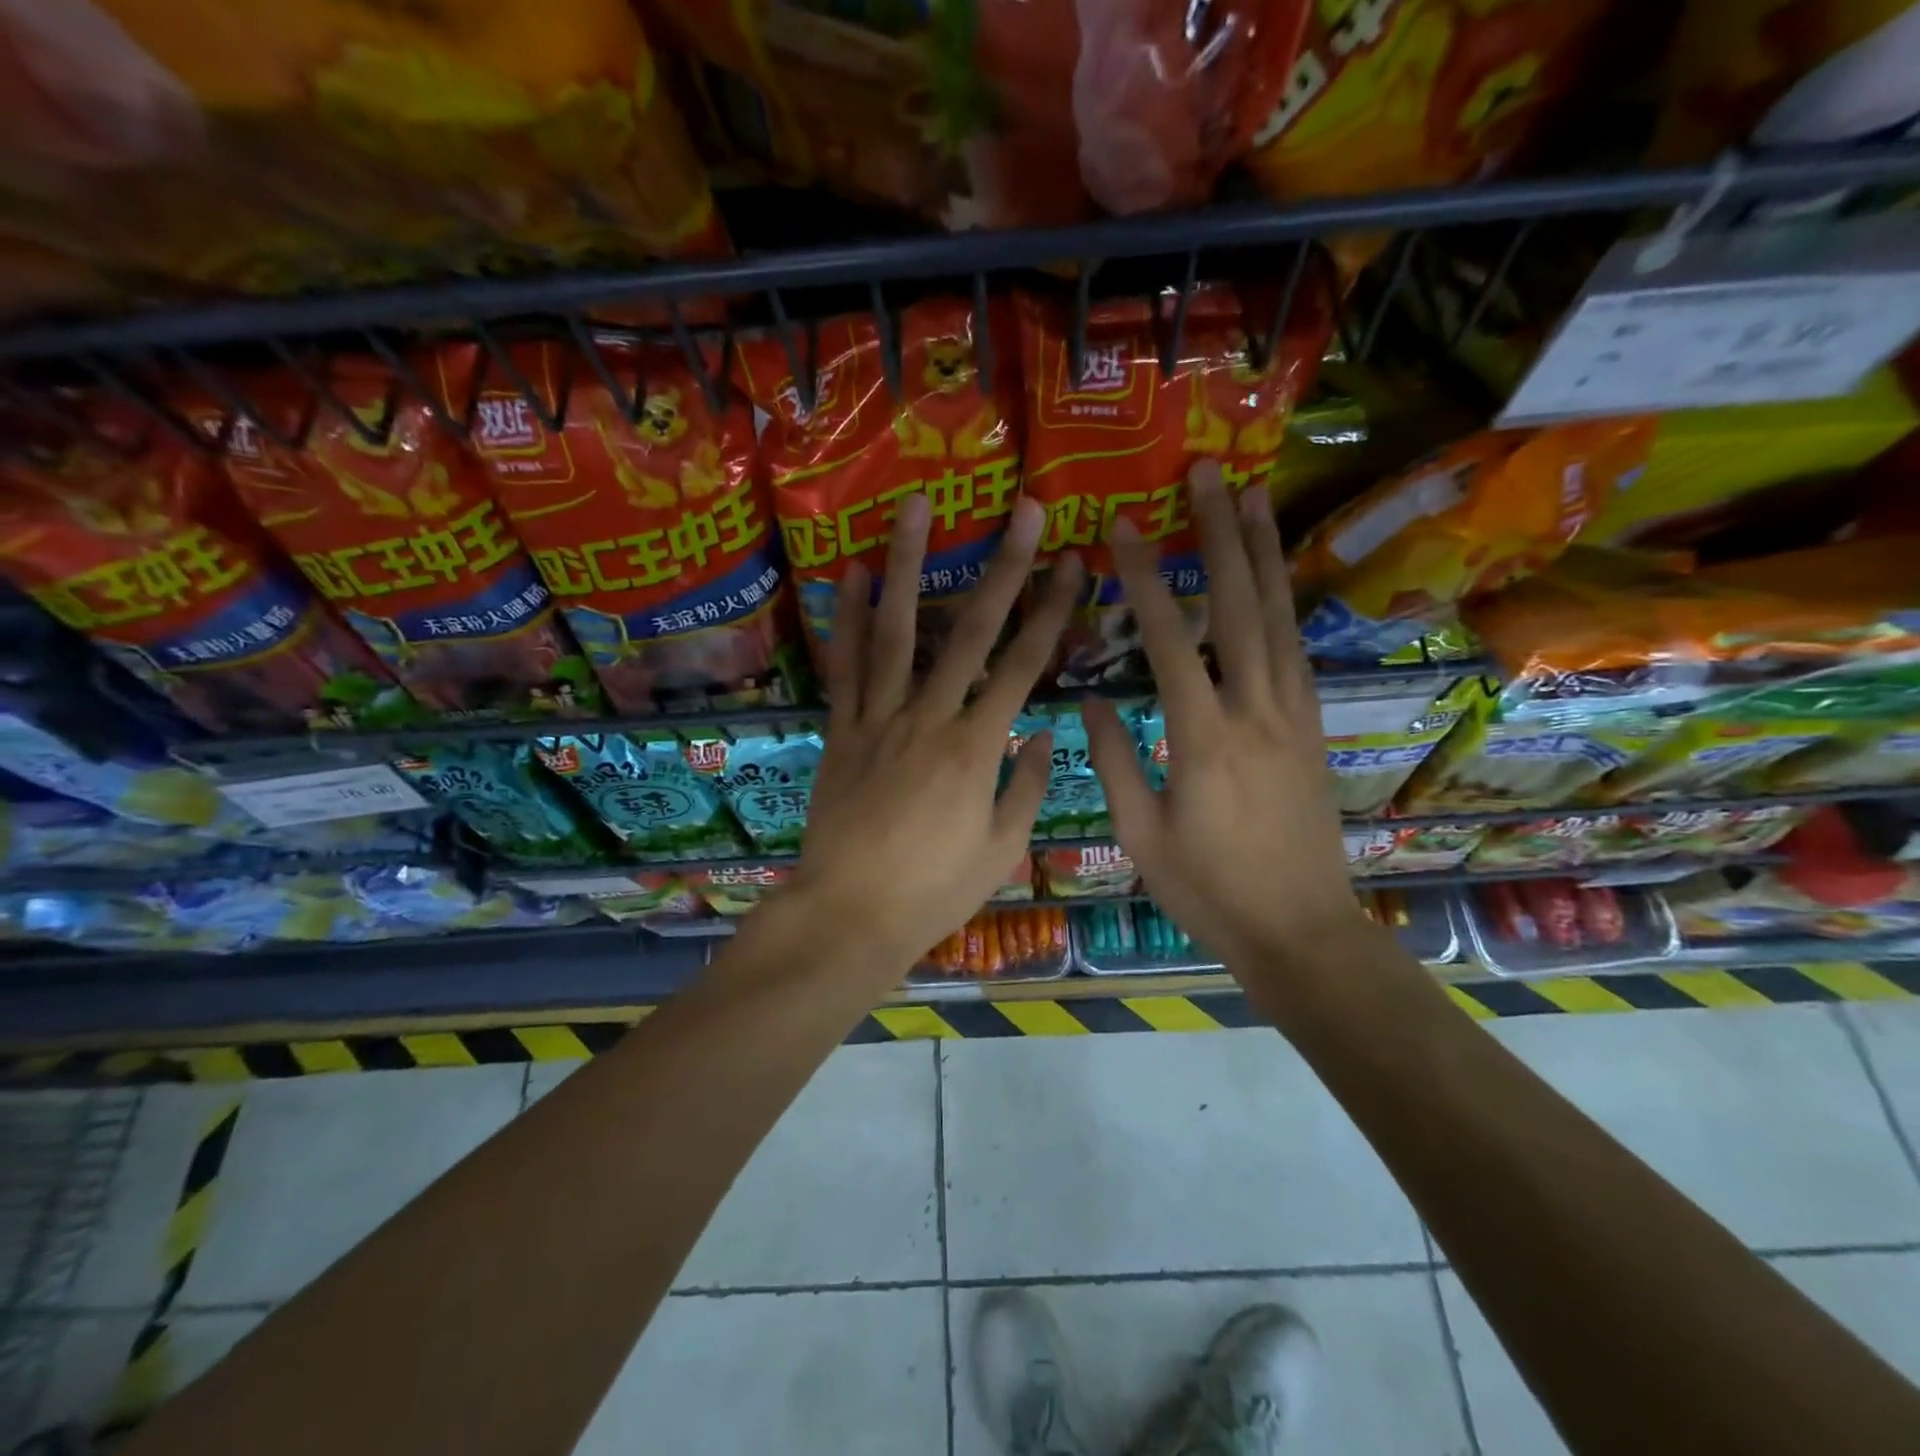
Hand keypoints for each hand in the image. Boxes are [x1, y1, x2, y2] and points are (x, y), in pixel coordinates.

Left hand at [790, 492, 1081, 973]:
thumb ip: (1027, 786)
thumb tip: (1045, 733)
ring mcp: (879, 719)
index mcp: (977, 748)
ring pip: (897, 632)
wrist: (850, 914)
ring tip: (916, 508)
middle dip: (1002, 567)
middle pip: (970, 632)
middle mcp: (929, 718)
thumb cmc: (934, 891)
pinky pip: (846, 667)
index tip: (1071, 562)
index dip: (1052, 611)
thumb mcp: (1000, 849)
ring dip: (908, 566)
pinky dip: (849, 619)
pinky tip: (852, 575)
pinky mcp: (842, 730)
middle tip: (1022, 510)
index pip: (1023, 666)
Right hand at [1082, 461, 1365, 974]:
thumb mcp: (1141, 837)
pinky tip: (1274, 575)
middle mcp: (1255, 712)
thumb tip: (1088, 701)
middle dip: (1219, 536)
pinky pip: (1297, 650)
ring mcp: (1293, 715)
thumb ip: (1116, 762)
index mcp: (1203, 739)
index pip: (1169, 642)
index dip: (1143, 581)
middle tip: (1208, 475)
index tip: (1122, 530)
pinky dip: (1285, 602)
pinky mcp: (1313, 727)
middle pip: (1239, 607)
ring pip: (1279, 619)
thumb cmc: (1209, 890)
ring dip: (1262, 554)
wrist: (1301, 931)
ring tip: (1251, 497)